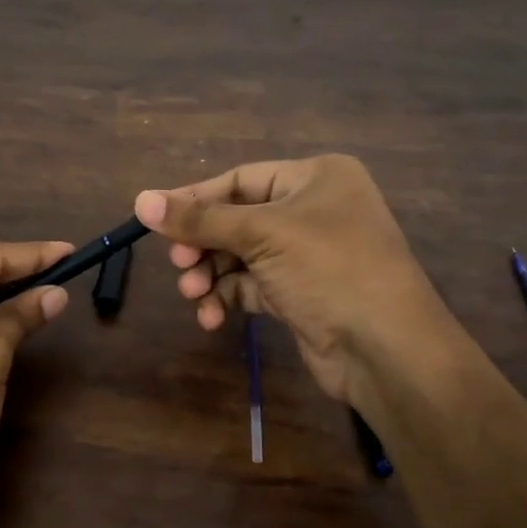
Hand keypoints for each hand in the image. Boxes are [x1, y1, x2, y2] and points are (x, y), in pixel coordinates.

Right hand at [135, 155, 449, 400]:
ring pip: (241, 256)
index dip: (196, 198)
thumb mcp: (262, 235)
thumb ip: (199, 220)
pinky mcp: (301, 294)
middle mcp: (314, 210)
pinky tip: (212, 317)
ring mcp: (309, 254)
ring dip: (211, 275)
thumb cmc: (329, 269)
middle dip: (204, 244)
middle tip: (179, 264)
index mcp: (315, 178)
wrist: (387, 349)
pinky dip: (229, 297)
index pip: (241, 179)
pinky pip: (252, 286)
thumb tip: (140, 200)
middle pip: (238, 219)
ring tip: (193, 294)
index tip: (154, 217)